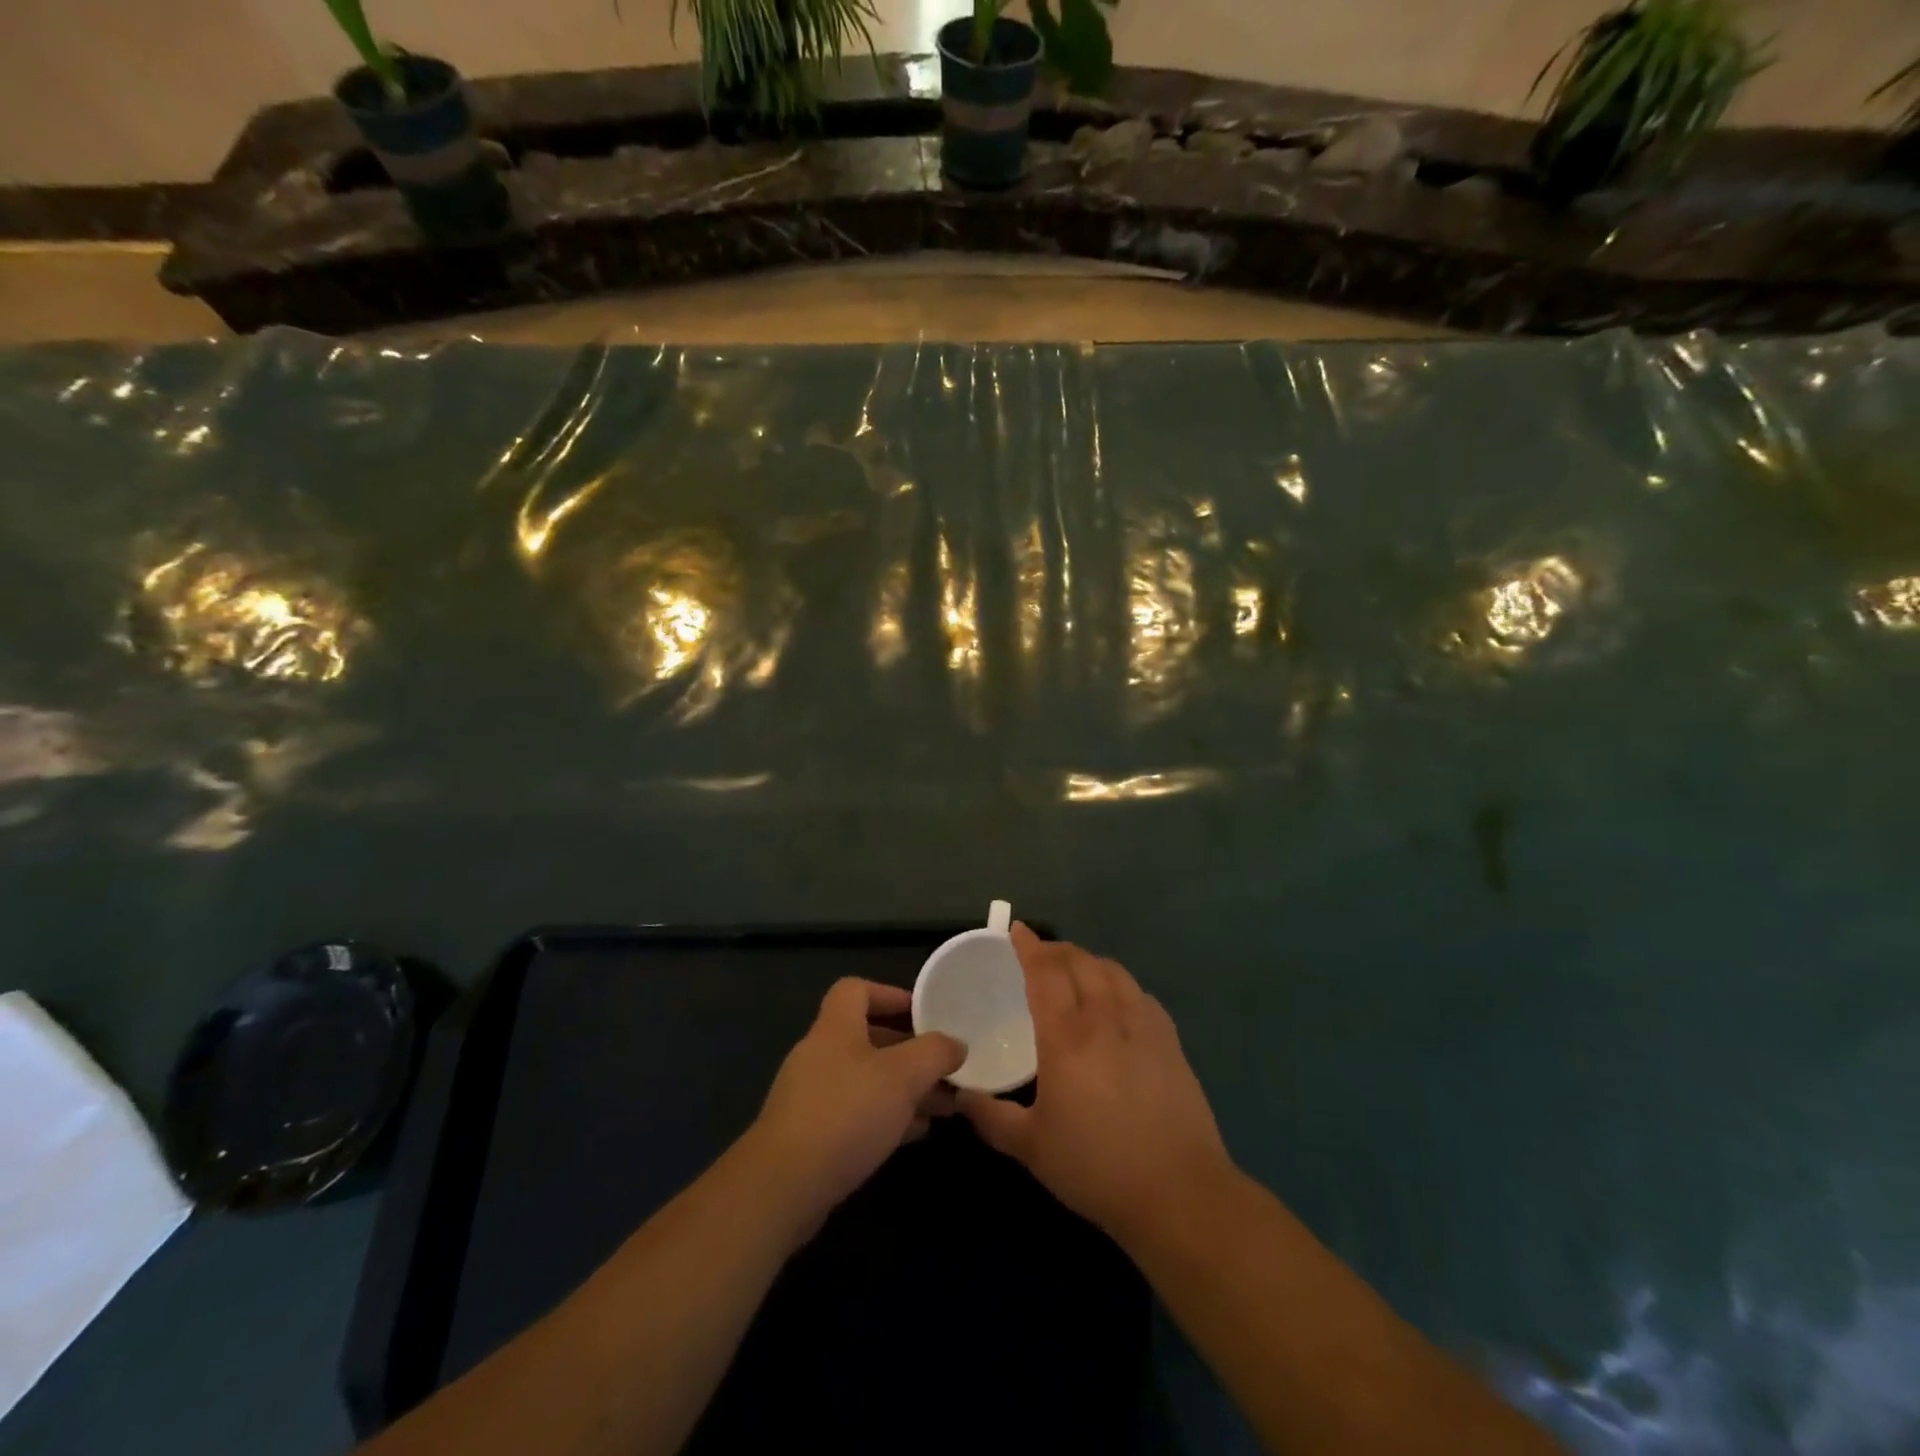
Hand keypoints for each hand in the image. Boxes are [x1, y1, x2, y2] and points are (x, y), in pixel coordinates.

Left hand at [748, 978, 964, 1237]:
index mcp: (835, 1028)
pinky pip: (856, 1113)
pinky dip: (887, 1116)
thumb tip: (956, 1044)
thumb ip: (935, 1053)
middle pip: (868, 1037)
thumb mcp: (903, 1076)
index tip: (923, 1014)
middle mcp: (820, 1054)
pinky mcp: (811, 1136)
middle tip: (944, 1068)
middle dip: (910, 1051)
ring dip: (904, 1088)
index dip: (890, 994)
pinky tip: (915, 1133)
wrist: (784, 1186)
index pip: (856, 989)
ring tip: (943, 1105)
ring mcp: (812, 1096)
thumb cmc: (846, 1114)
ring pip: (866, 1080)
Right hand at [958, 925, 1232, 1243]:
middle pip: (1079, 962)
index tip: (1016, 930)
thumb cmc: (1097, 1167)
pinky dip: (1119, 982)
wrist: (1178, 1191)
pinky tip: (1116, 999)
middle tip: (1038, 953)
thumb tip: (959, 1096)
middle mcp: (1104, 1018)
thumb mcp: (1031, 1148)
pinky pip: (1139, 992)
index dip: (1029, 946)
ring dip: (1087, 960)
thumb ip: (991, 1117)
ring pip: (1112, 971)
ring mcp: (1142, 1025)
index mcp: (1066, 1037)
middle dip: (1055, 949)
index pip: (1045, 973)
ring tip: (1074, 970)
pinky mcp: (1169, 1040)